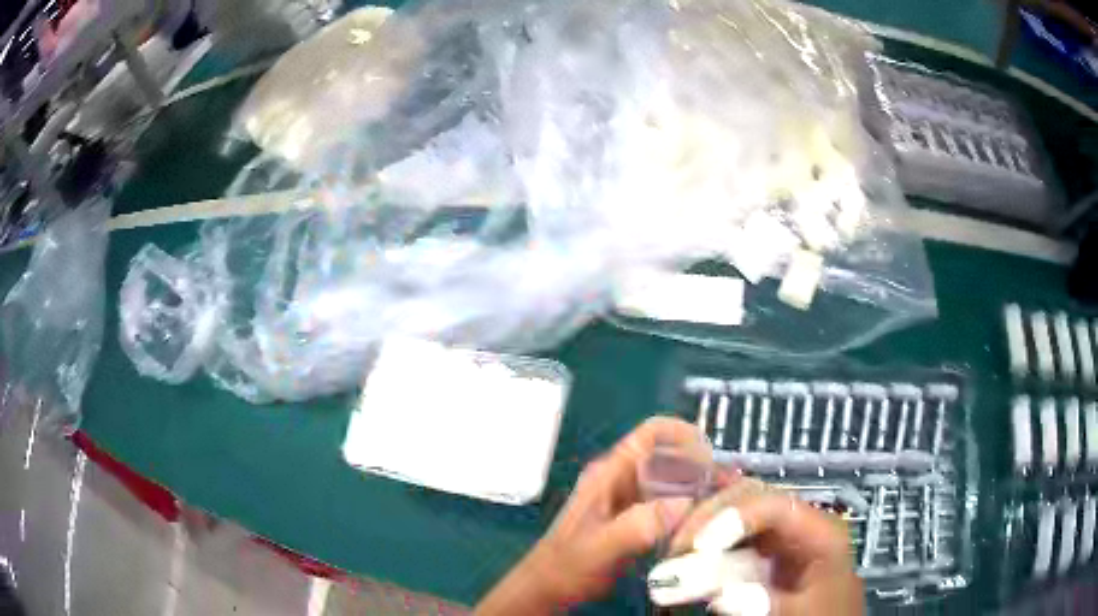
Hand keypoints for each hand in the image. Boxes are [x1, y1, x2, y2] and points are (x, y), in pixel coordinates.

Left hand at [475, 417, 707, 614]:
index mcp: (610, 474)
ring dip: (698, 486)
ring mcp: (628, 499)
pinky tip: (707, 522)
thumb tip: (685, 503)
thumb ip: (639, 525)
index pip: (651, 434)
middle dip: (701, 465)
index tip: (713, 456)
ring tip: (727, 502)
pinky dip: (689, 507)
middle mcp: (621, 479)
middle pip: (668, 456)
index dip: (684, 434)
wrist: (548, 588)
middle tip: (731, 486)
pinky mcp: (634, 519)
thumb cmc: (568, 565)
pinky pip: (668, 503)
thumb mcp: (602, 546)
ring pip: (671, 480)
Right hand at [655, 478, 863, 614]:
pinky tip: (685, 556)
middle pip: (750, 496)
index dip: (732, 518)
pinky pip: (730, 535)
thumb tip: (722, 597)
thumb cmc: (822, 615)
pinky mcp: (762, 549)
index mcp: (820, 531)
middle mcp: (797, 522)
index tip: (695, 548)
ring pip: (734, 511)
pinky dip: (704, 543)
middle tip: (674, 550)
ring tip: (673, 555)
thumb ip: (768, 605)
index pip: (774, 505)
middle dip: (708, 517)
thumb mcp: (803, 613)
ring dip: (700, 528)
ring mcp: (778, 534)